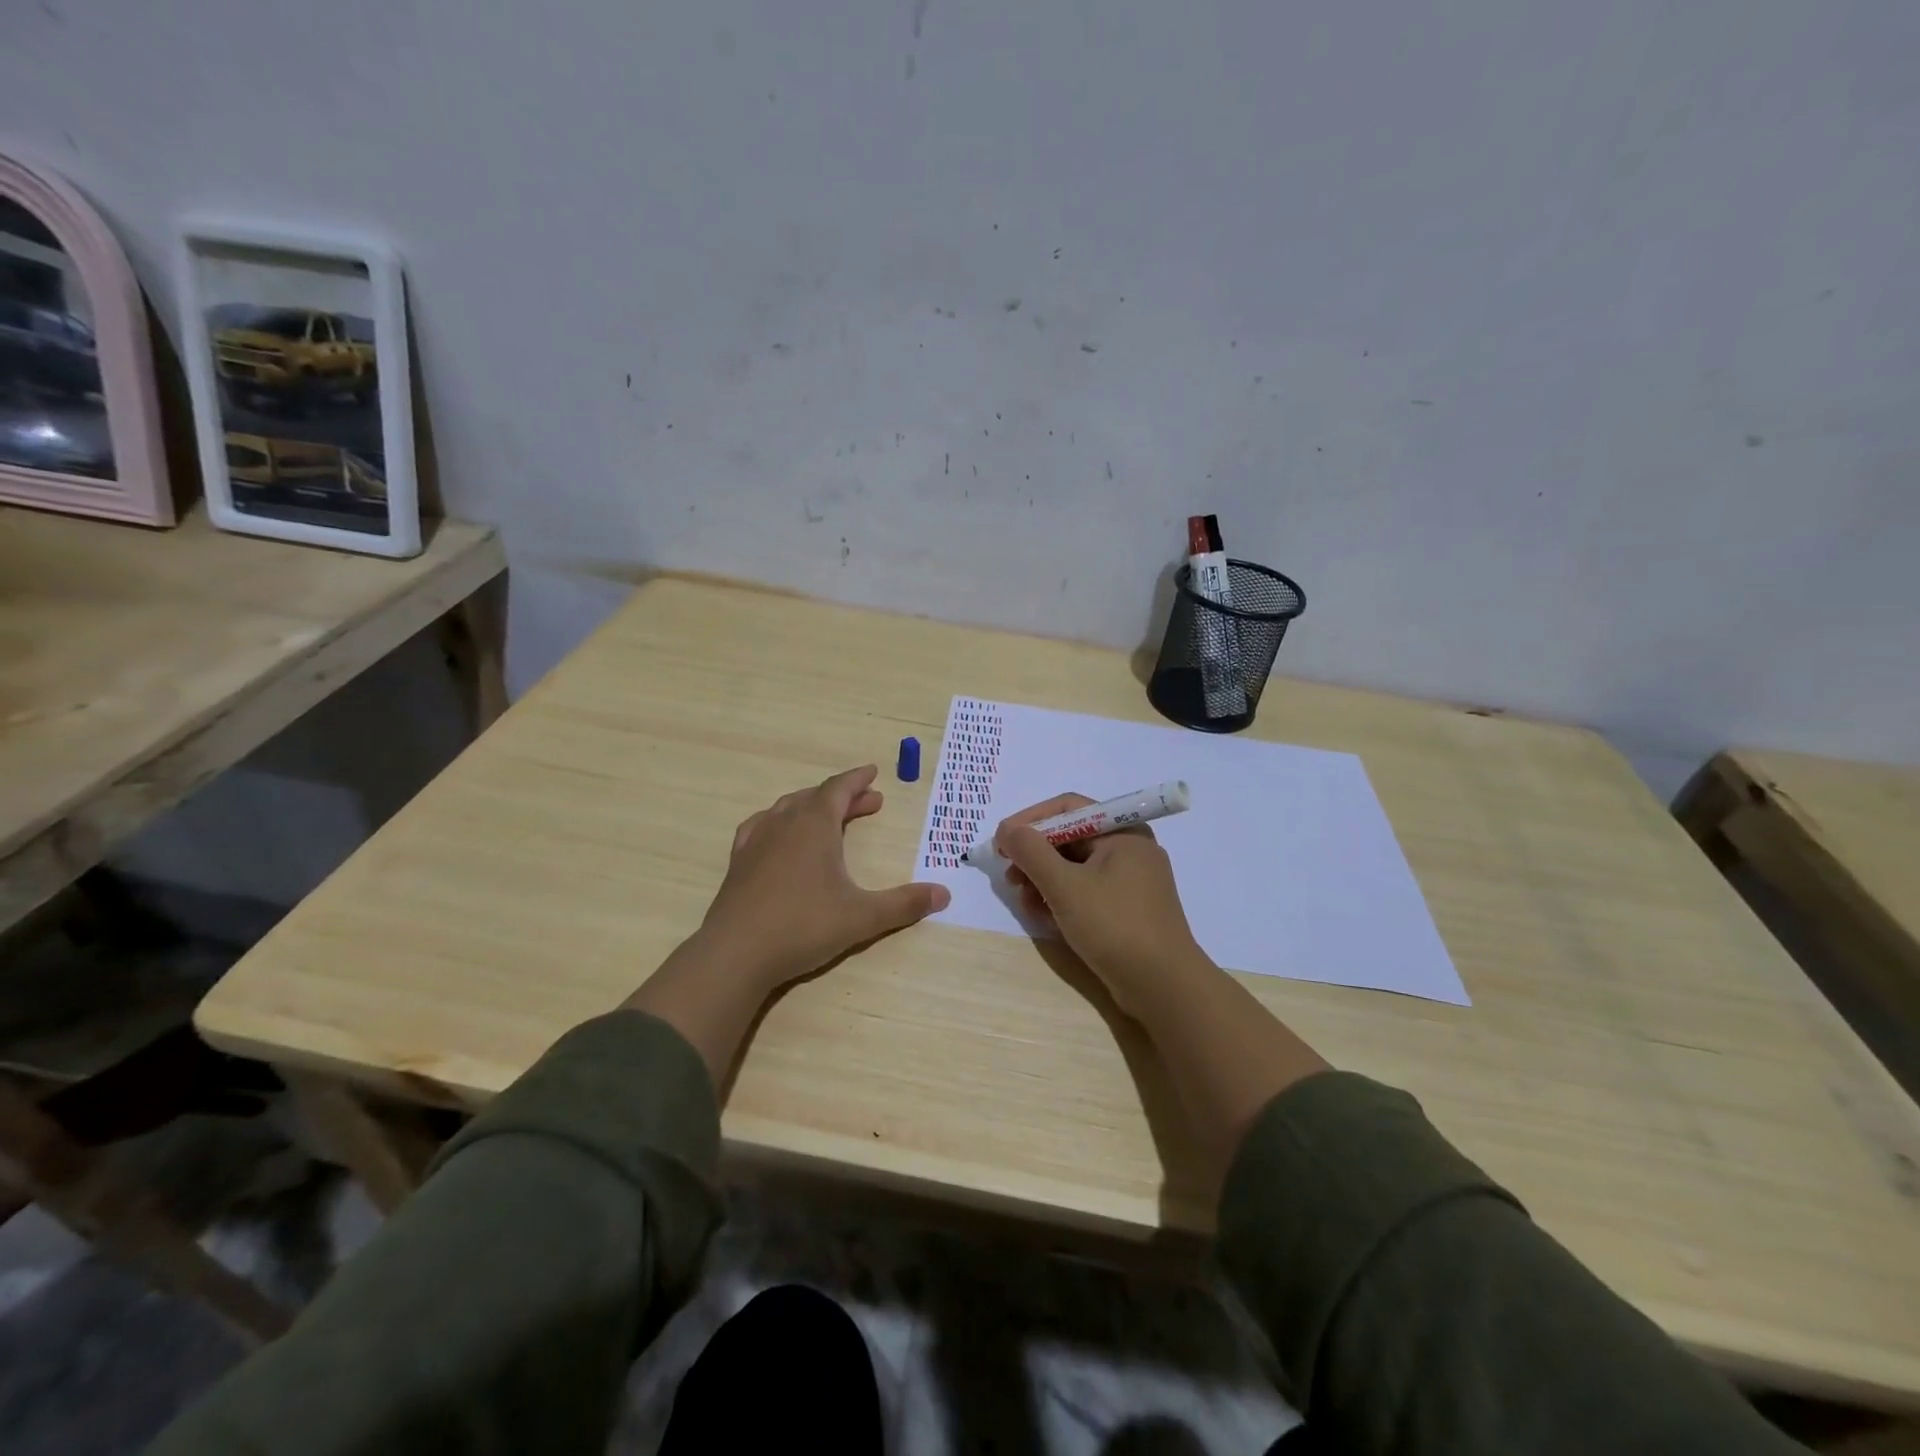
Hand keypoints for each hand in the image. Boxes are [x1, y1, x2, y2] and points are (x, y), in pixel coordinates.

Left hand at [694, 765, 949, 990]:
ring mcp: (756, 841)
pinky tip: (779, 835)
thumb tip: (944, 894)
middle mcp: (784, 823)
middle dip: (844, 797)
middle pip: (817, 797)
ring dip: (813, 806)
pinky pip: (761, 826)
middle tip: (869, 803)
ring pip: (787, 808)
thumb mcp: (862, 916)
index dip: (858, 779)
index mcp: (814, 825)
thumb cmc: (804, 926)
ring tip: (829, 816)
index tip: (873, 772)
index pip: (839, 788)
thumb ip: (904, 904)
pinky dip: (779, 821)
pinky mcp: (738, 862)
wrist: (736, 953)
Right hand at [995, 793, 1209, 1017]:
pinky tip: (1046, 918)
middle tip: (1011, 878)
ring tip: (1026, 904)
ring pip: (1076, 868)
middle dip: (1035, 856)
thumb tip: (1007, 830)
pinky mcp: (1127, 909)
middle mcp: (1129, 849)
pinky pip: (1087, 891)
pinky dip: (1063, 899)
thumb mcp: (1065, 886)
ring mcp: (1131, 881)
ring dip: (1044, 881)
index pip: (1068, 808)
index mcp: (1123, 832)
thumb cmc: (1115, 926)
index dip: (1030, 820)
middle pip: (1070, 838)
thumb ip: (1031, 852)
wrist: (1164, 987)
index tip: (1002, 841)